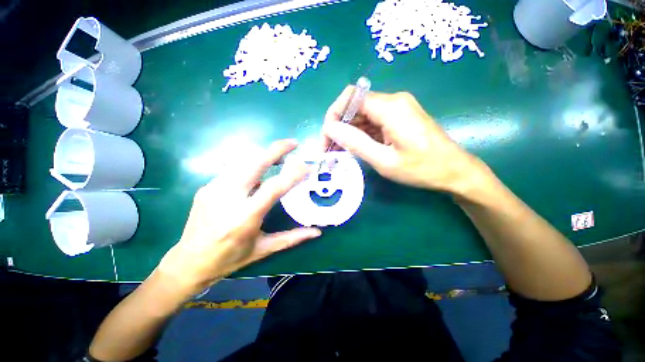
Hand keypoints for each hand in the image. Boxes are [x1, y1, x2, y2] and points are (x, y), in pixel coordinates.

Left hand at [157, 140, 320, 294]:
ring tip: (279, 157)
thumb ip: (292, 238)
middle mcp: (228, 198)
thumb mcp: (264, 249)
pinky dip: (250, 164)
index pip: (274, 187)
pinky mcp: (206, 187)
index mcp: (245, 217)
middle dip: (276, 149)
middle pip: (255, 163)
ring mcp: (214, 189)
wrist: (189, 262)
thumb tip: (317, 232)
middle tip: (293, 143)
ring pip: (243, 161)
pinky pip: (233, 168)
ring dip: (263, 154)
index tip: (307, 166)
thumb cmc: (230, 259)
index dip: (293, 174)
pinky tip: (258, 171)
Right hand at [322, 87, 485, 193]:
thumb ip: (356, 143)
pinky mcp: (399, 117)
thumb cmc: (421, 169)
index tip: (328, 138)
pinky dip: (360, 134)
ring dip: (348, 132)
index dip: (333, 115)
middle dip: (338, 127)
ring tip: (339, 153)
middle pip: (354, 106)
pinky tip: (355, 148)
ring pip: (362, 115)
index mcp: (391, 107)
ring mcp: (397, 108)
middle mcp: (393, 101)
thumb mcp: (384, 161)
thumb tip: (330, 128)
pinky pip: (372, 121)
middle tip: (330, 151)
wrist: (454, 171)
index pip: (350, 98)